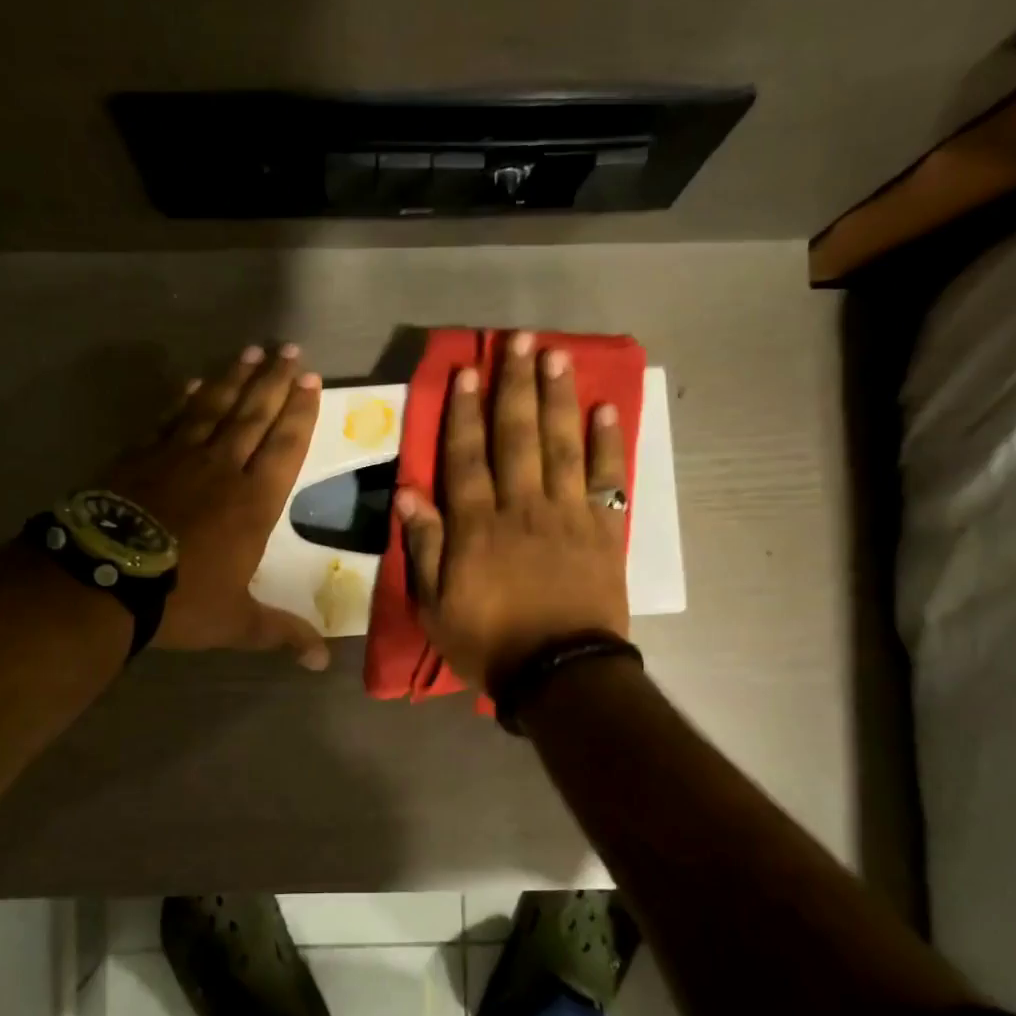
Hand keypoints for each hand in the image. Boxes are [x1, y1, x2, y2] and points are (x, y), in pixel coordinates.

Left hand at [103, 343, 330, 668]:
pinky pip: (170, 418)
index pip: (285, 446)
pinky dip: (184, 398)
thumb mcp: (237, 622)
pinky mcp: (141, 455)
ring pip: (214, 407)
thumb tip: (322, 663)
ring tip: (252, 352)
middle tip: (290, 350)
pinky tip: (194, 382)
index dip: (300, 412)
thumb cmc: (180, 599)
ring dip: (235, 378)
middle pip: (254, 414)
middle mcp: (222, 468)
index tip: (310, 381)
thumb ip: (281, 633)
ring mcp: (178, 456)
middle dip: (275, 381)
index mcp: (253, 502)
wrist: (103, 580)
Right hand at [394, 331, 629, 690]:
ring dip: (557, 398)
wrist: (560, 674)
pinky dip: (607, 445)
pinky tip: (604, 411)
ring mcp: (566, 515)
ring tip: (556, 356)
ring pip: (561, 445)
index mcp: (477, 526)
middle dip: (514, 386)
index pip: (466, 456)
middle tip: (518, 341)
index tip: (465, 372)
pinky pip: (606, 479)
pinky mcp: (602, 530)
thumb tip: (408, 492)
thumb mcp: (435, 606)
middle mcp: (522, 507)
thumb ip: (423, 547)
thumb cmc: (489, 643)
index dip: (463, 412)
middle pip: (516, 436)